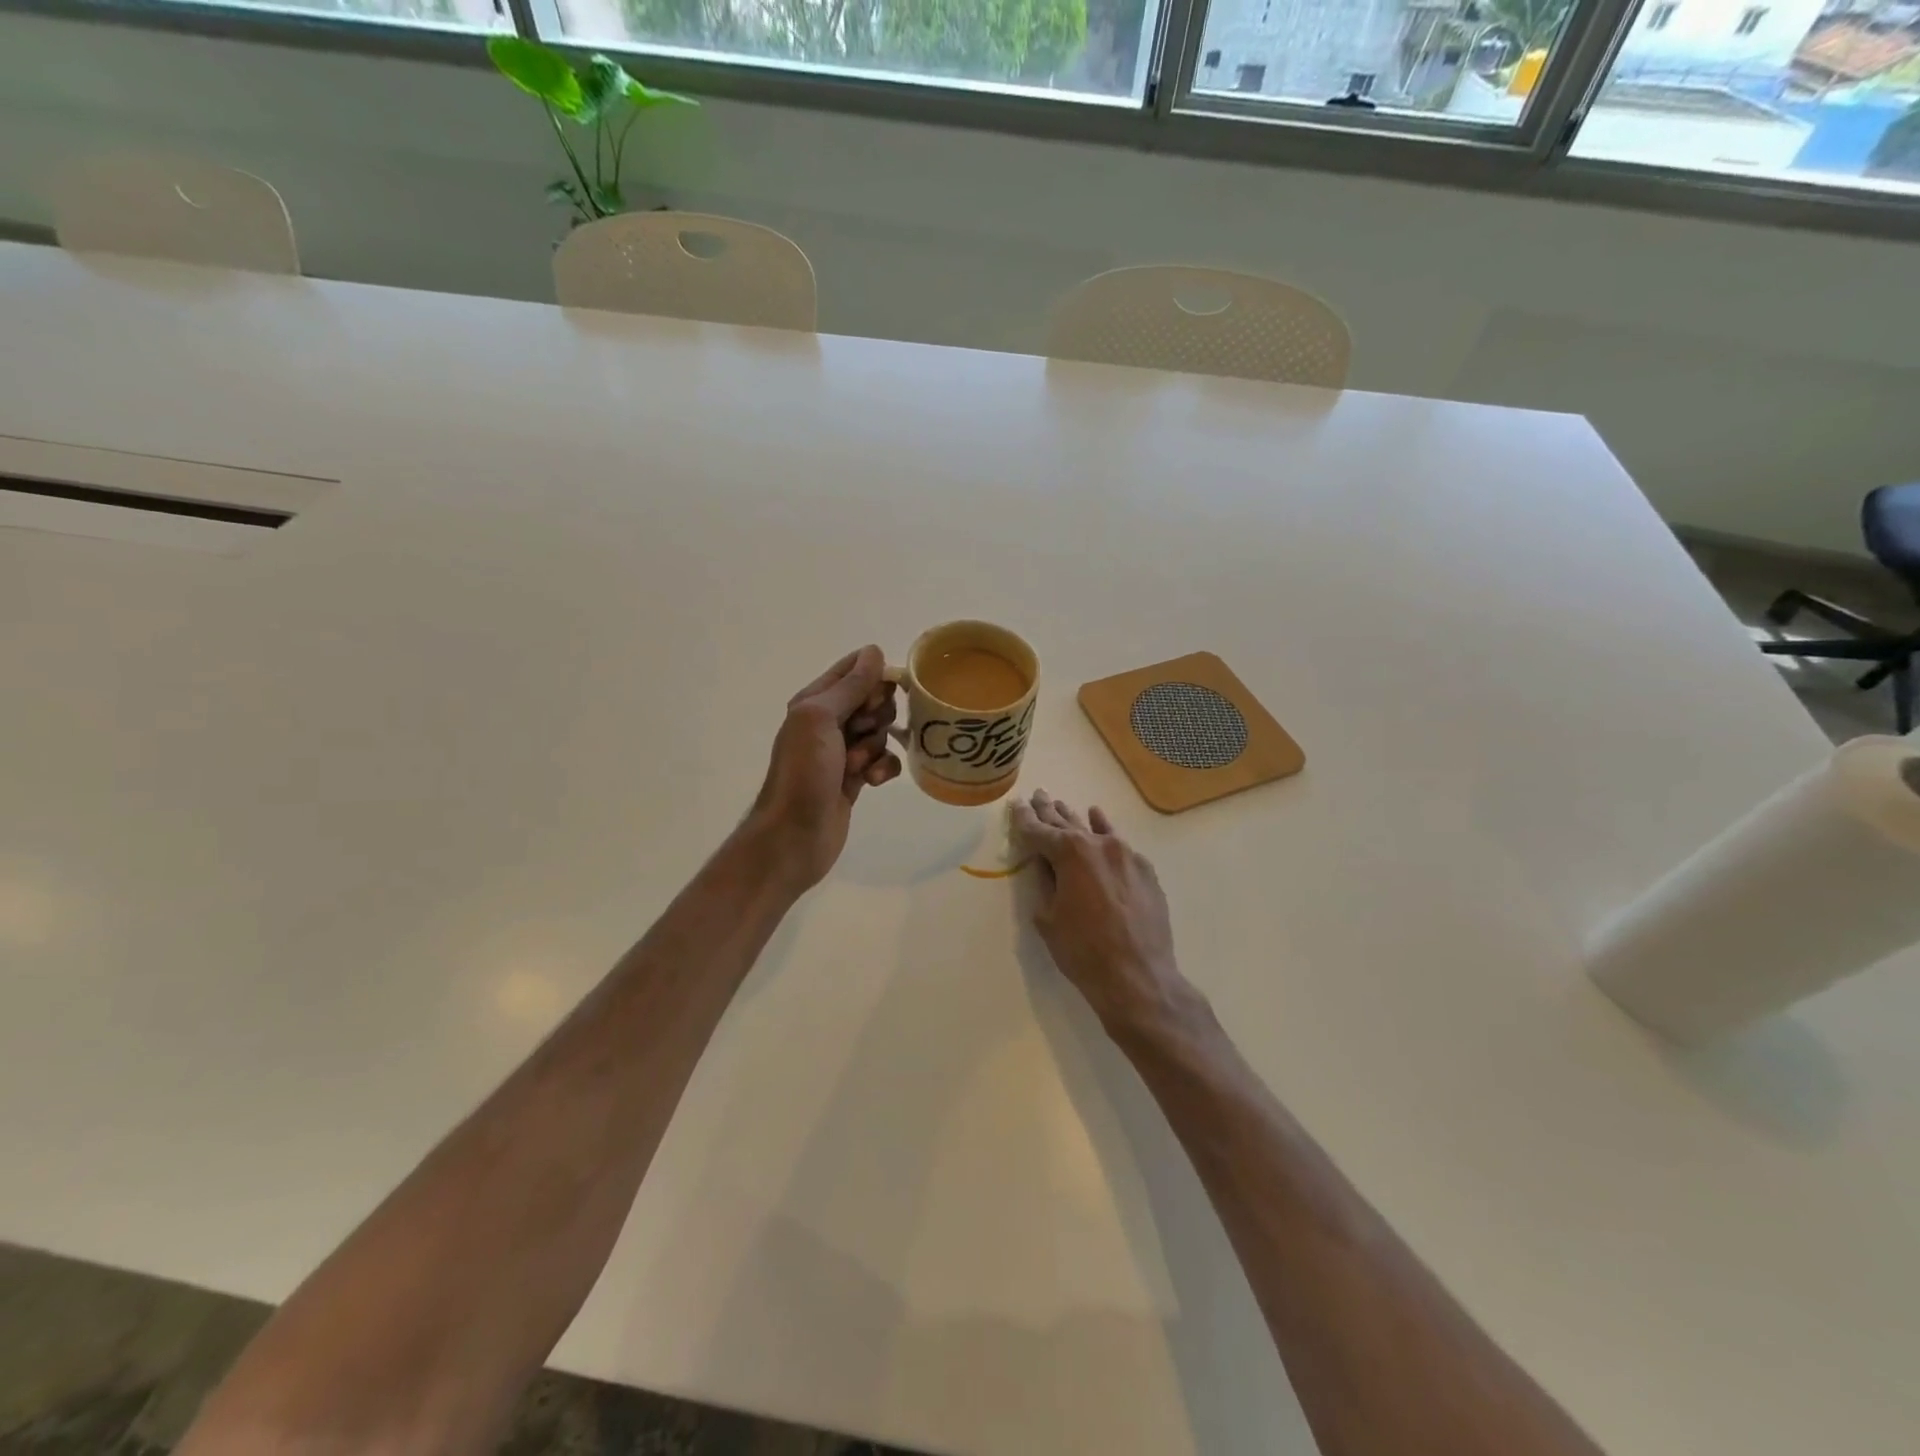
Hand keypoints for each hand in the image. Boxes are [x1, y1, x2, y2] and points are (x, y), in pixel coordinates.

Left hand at [750, 646, 901, 889]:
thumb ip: (849, 685)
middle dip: (877, 716)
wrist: (795, 835)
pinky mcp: (857, 778)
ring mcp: (843, 751)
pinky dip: (882, 769)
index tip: (876, 698)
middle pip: (873, 701)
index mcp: (814, 701)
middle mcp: (828, 722)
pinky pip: (884, 761)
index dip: (873, 679)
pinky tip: (872, 782)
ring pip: (881, 732)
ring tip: (858, 766)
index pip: (853, 670)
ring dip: (876, 747)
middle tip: (861, 733)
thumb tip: (874, 651)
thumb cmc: (804, 771)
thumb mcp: (821, 718)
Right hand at [1010, 789, 1192, 1038]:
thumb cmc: (1083, 951)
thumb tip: (1044, 865)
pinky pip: (1118, 843)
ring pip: (1093, 830)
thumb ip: (1045, 883)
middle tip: (1038, 796)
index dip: (1024, 820)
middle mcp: (1098, 844)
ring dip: (1074, 818)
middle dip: (1049, 812)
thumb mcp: (1048, 918)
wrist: (1138, 976)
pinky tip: (1097, 818)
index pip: (1038, 831)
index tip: (1016, 805)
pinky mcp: (1144, 870)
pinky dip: (1105, 830)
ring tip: (1060, 804)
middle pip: (1066, 824)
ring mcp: (1125, 854)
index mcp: (1069, 853)